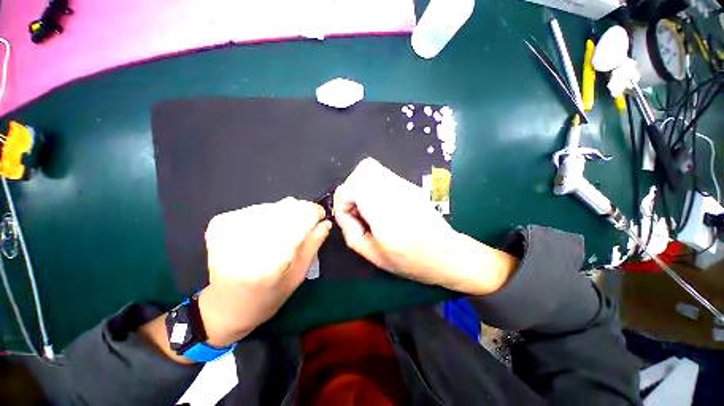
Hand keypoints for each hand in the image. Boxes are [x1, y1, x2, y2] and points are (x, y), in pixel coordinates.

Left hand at [199, 197, 330, 346]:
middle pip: (285, 208)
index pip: (299, 220)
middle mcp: (246, 244)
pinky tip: (268, 230)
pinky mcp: (219, 226)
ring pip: (272, 206)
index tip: (321, 215)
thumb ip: (312, 246)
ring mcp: (228, 231)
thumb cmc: (266, 299)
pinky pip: (257, 208)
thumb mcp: (297, 277)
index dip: (314, 212)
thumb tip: (325, 222)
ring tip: (285, 230)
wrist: (224, 308)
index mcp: (269, 263)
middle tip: (304, 225)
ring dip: (285, 214)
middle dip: (301, 212)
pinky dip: (269, 215)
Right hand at [334, 158, 516, 294]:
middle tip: (356, 209)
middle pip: (364, 169)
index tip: (349, 215)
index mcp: (386, 214)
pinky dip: (373, 186)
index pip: (354, 186)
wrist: (446, 253)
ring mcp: (405, 185)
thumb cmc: (410, 261)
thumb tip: (343, 211)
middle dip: (351, 188)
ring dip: (362, 186)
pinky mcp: (409, 185)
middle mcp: (396, 192)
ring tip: (367, 207)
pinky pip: (382, 175)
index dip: (343, 199)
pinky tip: (380, 204)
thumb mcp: (373, 255)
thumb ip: (351, 231)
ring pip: (372, 168)